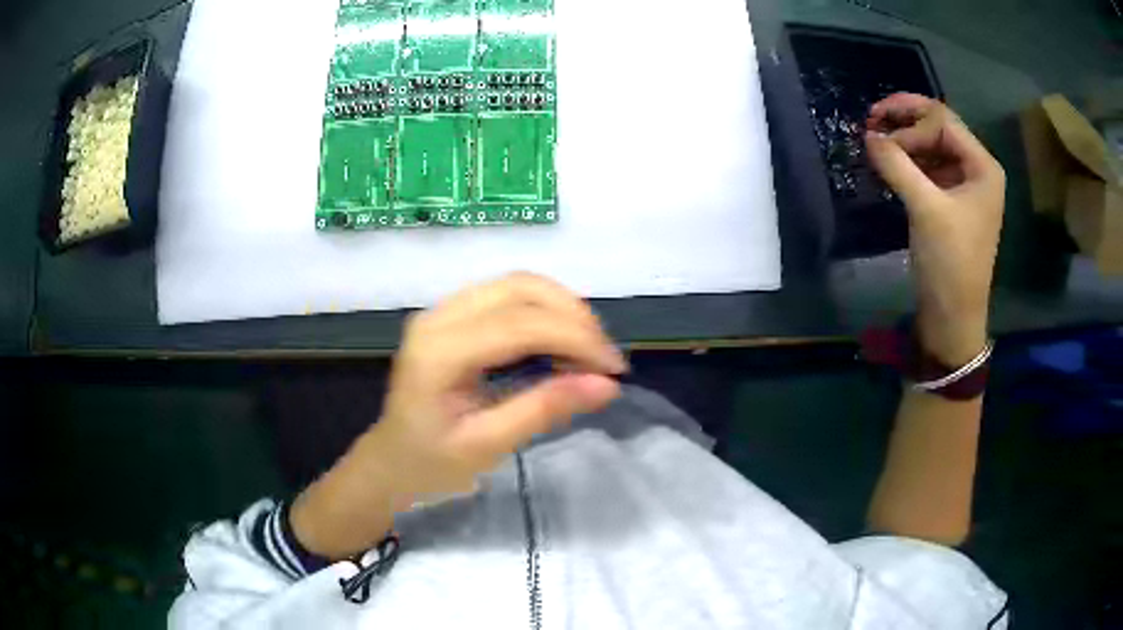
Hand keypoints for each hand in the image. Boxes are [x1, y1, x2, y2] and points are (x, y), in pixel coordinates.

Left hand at [291, 273, 624, 558]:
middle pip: (520, 289)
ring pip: (518, 284)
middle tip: (605, 359)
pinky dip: (545, 311)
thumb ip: (544, 410)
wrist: (391, 460)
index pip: (520, 324)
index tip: (614, 369)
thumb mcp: (488, 446)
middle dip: (574, 317)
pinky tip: (562, 341)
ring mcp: (444, 310)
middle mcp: (438, 316)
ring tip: (590, 350)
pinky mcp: (453, 314)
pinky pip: (509, 295)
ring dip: (563, 308)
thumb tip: (606, 385)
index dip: (576, 339)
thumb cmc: (431, 463)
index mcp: (439, 352)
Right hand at [865, 94, 1005, 365]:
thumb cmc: (950, 263)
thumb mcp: (926, 209)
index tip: (882, 142)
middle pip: (937, 127)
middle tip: (870, 120)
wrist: (952, 317)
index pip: (942, 120)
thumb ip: (897, 165)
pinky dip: (906, 162)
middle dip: (905, 121)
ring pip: (930, 146)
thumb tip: (868, 135)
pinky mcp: (949, 201)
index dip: (910, 123)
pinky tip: (887, 164)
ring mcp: (963, 185)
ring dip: (903, 140)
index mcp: (982, 166)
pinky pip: (926, 168)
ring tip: (875, 142)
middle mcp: (976, 169)